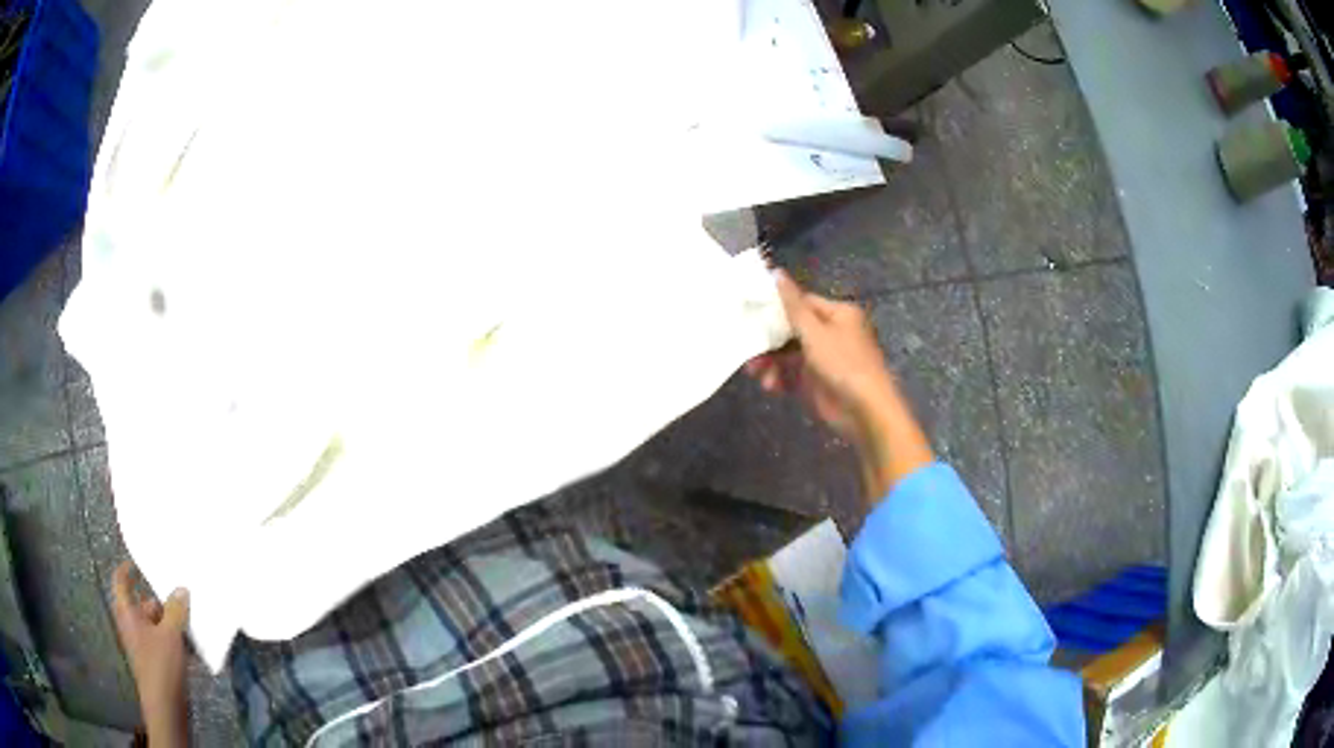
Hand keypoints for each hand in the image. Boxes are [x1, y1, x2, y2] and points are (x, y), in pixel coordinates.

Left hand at [112, 561, 189, 746]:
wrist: (165, 708)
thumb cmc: (160, 665)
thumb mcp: (170, 635)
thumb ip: (175, 610)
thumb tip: (181, 589)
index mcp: (127, 612)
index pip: (121, 581)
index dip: (127, 570)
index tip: (137, 563)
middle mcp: (131, 625)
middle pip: (143, 605)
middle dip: (161, 603)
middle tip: (179, 598)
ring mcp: (142, 646)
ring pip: (155, 626)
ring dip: (171, 624)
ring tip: (190, 624)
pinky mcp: (155, 663)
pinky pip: (163, 644)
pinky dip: (174, 642)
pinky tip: (191, 648)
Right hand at [746, 271, 932, 499]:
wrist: (865, 411)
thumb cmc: (843, 364)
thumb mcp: (814, 332)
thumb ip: (792, 305)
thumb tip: (776, 272)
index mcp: (838, 314)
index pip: (802, 302)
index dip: (777, 307)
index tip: (751, 312)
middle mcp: (833, 333)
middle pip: (793, 330)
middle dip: (769, 341)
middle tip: (747, 348)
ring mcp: (826, 359)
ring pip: (790, 354)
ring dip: (772, 363)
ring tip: (755, 373)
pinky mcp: (819, 383)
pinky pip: (794, 375)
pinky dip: (781, 378)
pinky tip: (770, 386)